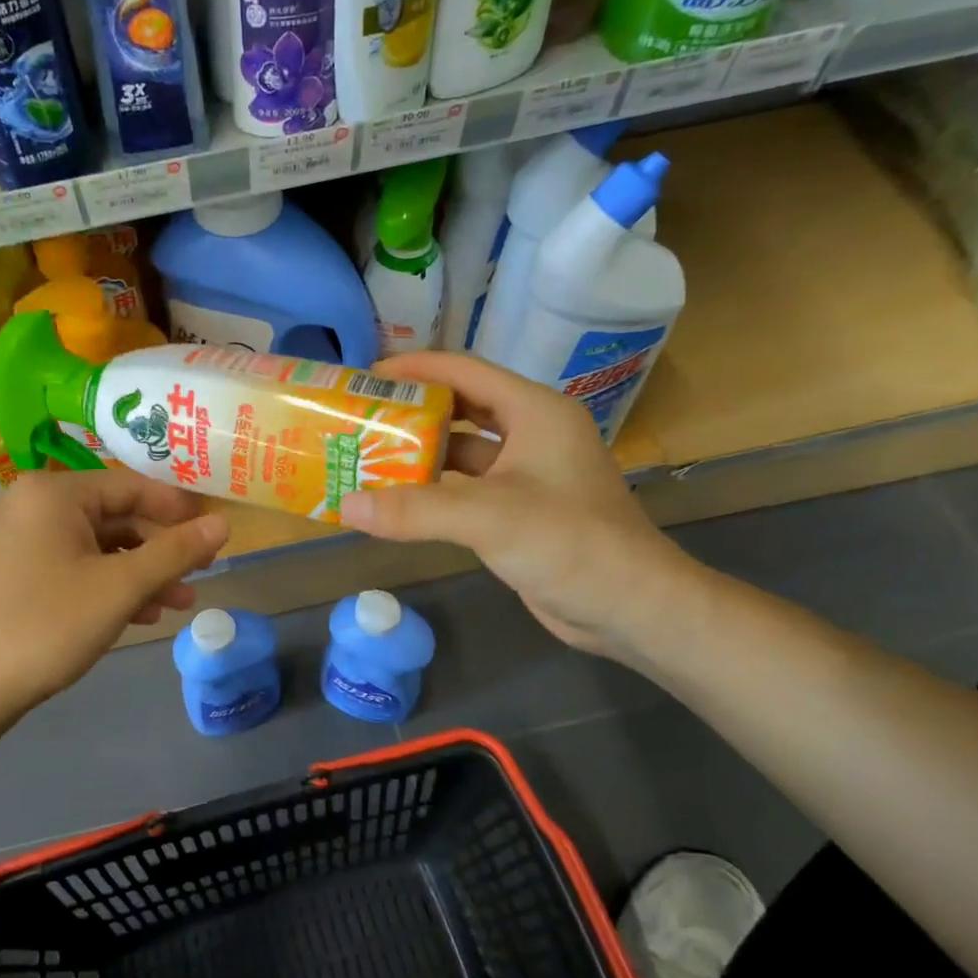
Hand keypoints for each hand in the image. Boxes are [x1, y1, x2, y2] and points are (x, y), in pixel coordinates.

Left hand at [0, 469, 229, 721]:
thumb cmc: (49, 625)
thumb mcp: (121, 587)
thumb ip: (175, 552)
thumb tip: (223, 524)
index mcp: (55, 493)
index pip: (133, 486)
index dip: (178, 511)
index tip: (213, 536)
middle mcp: (36, 504)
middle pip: (118, 517)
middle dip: (161, 551)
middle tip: (200, 576)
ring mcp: (25, 537)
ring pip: (101, 545)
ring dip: (142, 573)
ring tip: (178, 604)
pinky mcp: (22, 569)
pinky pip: (79, 564)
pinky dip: (111, 584)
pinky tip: (140, 614)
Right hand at [339, 352, 698, 661]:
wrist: (631, 608)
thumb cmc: (569, 543)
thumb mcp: (489, 517)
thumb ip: (415, 509)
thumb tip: (346, 505)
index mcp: (534, 412)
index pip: (465, 371)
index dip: (415, 368)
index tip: (367, 375)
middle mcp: (531, 434)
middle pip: (460, 409)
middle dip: (411, 412)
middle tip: (361, 419)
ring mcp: (526, 475)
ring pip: (461, 453)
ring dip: (419, 455)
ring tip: (367, 458)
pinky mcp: (519, 511)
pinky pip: (466, 489)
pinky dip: (432, 492)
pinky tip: (396, 502)